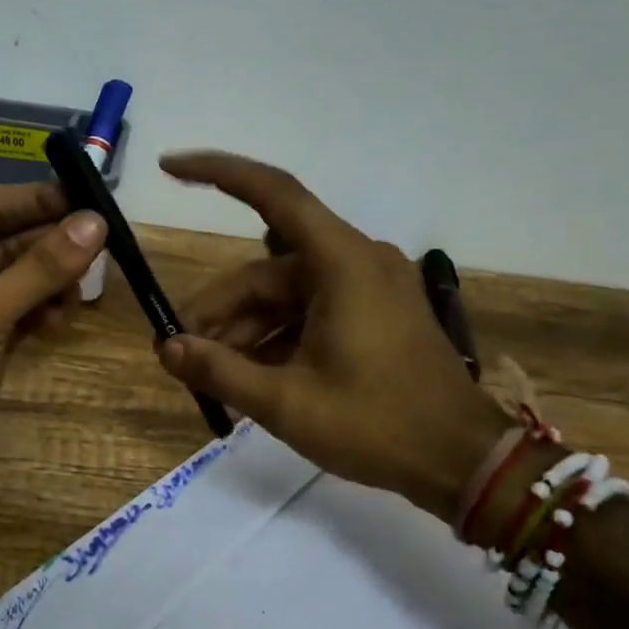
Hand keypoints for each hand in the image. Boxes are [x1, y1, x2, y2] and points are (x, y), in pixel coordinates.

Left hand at [0, 182, 106, 531]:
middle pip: (6, 246)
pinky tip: (65, 317)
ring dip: (51, 281)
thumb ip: (39, 269)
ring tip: (83, 287)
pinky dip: (44, 313)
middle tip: (103, 239)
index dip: (35, 201)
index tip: (87, 195)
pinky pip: (21, 316)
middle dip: (50, 243)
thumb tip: (94, 223)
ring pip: (18, 283)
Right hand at [157, 151, 506, 519]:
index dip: (217, 173)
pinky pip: (312, 311)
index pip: (273, 194)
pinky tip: (250, 374)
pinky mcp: (376, 312)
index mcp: (343, 263)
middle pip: (269, 270)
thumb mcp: (288, 403)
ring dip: (247, 328)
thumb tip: (166, 349)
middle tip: (182, 350)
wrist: (462, 461)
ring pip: (287, 294)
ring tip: (210, 372)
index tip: (170, 167)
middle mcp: (357, 260)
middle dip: (222, 308)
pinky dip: (279, 336)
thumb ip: (221, 371)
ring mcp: (370, 287)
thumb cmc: (378, 426)